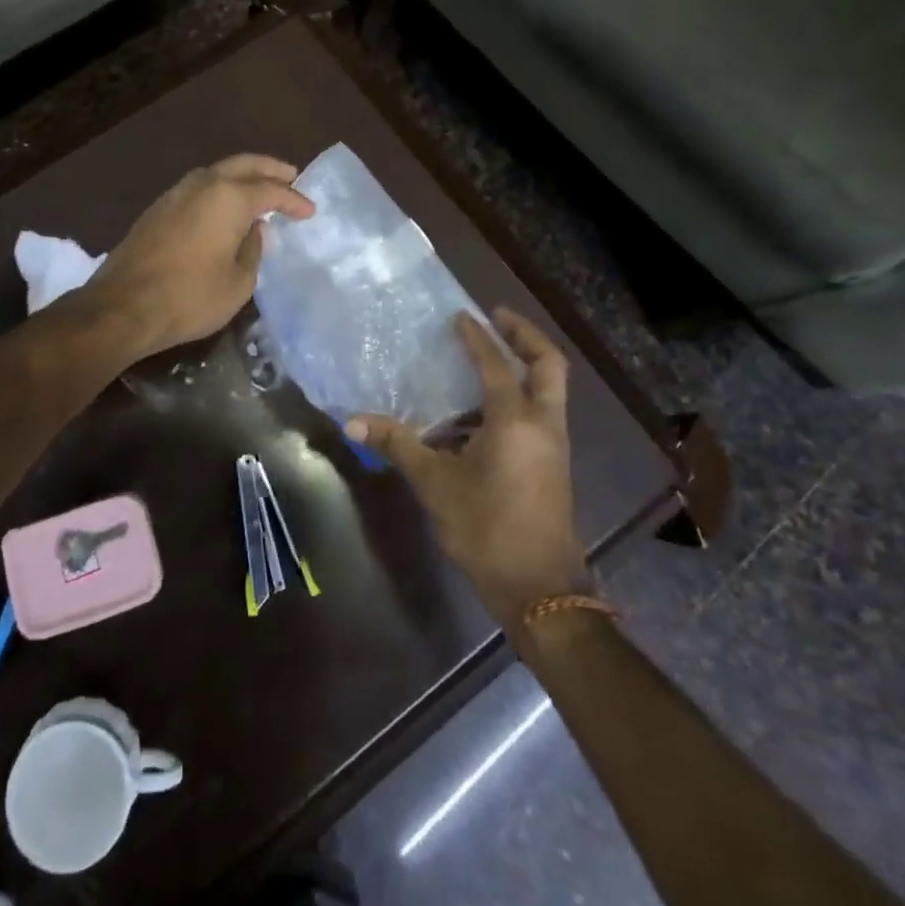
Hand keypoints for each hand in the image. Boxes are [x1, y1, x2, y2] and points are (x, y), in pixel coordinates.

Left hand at [84, 154, 314, 359]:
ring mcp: (175, 193)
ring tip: (261, 188)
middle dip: (270, 169)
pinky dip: (219, 189)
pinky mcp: (158, 209)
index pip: (270, 190)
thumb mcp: (238, 282)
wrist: (123, 307)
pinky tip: (225, 206)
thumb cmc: (189, 297)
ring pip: (216, 172)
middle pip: (243, 165)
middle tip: (291, 175)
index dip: (293, 200)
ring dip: (242, 176)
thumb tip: (252, 231)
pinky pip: (198, 188)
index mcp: (228, 198)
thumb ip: (252, 250)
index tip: (309, 211)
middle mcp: (202, 184)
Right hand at [347, 308, 588, 624]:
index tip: (460, 316)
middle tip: (497, 317)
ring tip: (486, 358)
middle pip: (548, 364)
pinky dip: (518, 397)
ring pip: (548, 389)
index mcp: (515, 421)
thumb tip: (352, 421)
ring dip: (523, 367)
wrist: (540, 590)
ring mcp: (552, 445)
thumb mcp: (435, 484)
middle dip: (525, 336)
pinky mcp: (551, 464)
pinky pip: (539, 413)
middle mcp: (542, 424)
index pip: (496, 364)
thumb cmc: (487, 529)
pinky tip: (480, 411)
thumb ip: (398, 445)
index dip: (476, 337)